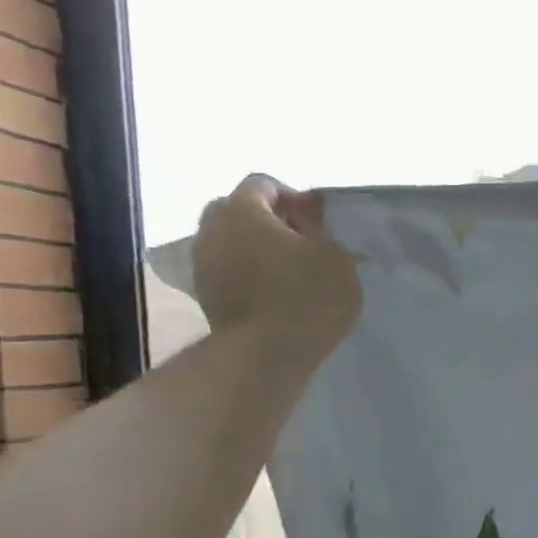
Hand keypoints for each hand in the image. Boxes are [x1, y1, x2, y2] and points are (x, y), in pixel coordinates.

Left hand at [192, 175, 361, 351]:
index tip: (317, 222)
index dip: (292, 197)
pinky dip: (246, 272)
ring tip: (286, 270)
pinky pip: (226, 269)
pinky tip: (272, 292)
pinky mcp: (204, 294)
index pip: (263, 184)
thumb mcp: (334, 255)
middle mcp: (213, 228)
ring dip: (254, 247)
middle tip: (299, 242)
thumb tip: (308, 207)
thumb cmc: (308, 295)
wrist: (267, 353)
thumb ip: (319, 225)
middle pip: (237, 209)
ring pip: (229, 240)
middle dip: (266, 219)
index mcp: (243, 209)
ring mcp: (203, 263)